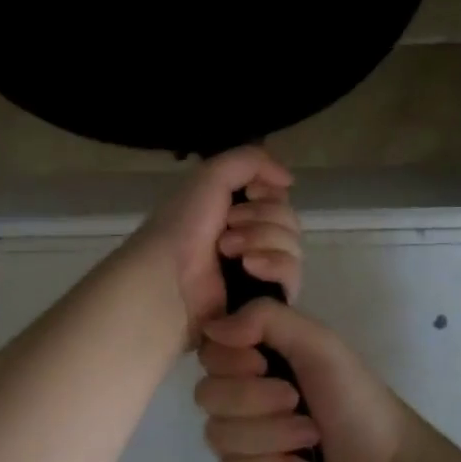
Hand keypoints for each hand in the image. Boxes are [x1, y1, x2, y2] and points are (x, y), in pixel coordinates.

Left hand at [131, 147, 301, 341]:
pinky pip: (291, 276)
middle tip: (228, 226)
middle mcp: (248, 240)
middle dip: (261, 217)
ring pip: (292, 246)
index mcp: (234, 213)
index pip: (277, 198)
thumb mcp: (212, 176)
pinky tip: (249, 267)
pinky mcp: (265, 300)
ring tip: (227, 250)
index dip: (269, 192)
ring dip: (262, 239)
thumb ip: (251, 161)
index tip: (251, 193)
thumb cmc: (183, 225)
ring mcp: (258, 272)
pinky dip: (274, 265)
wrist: (168, 277)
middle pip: (288, 220)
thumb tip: (288, 180)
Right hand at [195, 299, 433, 461]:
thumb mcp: (320, 344)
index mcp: (257, 357)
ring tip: (310, 440)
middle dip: (256, 402)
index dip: (230, 361)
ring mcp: (244, 439)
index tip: (264, 363)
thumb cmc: (357, 401)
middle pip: (207, 394)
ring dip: (270, 438)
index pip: (209, 352)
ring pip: (216, 436)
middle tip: (296, 402)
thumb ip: (267, 318)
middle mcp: (244, 394)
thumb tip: (213, 328)